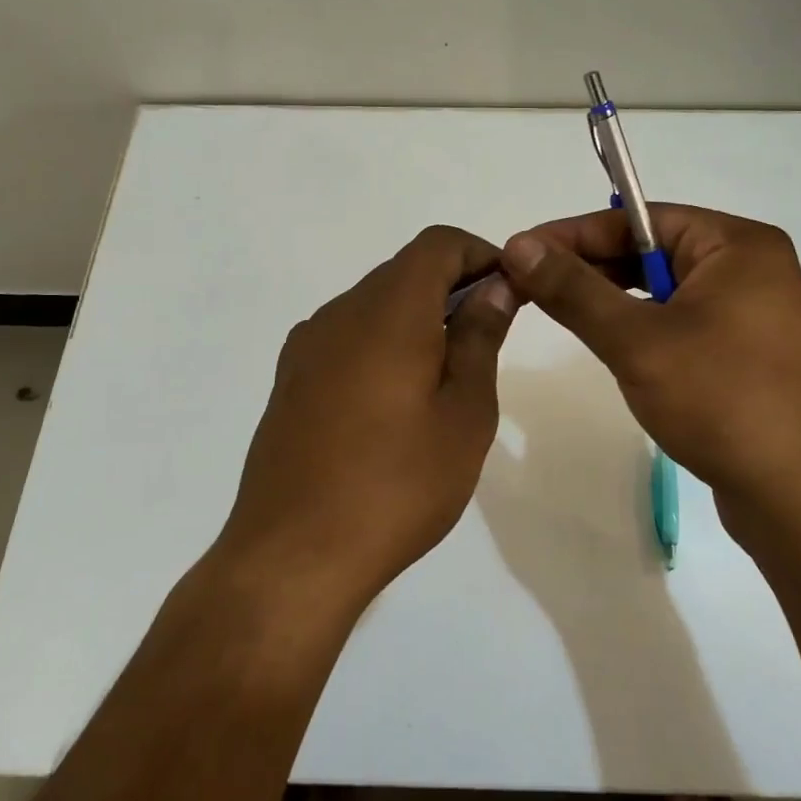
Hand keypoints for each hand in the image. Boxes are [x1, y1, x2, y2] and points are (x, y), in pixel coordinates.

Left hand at [219, 226, 516, 610]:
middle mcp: (339, 313)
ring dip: (417, 317)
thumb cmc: (397, 484)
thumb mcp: (464, 413)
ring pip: (374, 304)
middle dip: (453, 286)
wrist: (293, 556)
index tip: (510, 291)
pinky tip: (396, 400)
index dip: (480, 254)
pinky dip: (383, 343)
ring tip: (447, 374)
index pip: (438, 244)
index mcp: (387, 310)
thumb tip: (494, 286)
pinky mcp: (290, 380)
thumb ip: (480, 338)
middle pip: (404, 270)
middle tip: (489, 336)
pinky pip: (346, 337)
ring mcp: (306, 347)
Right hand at [500, 205, 800, 549]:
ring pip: (665, 288)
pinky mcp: (747, 350)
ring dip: (614, 298)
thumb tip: (518, 246)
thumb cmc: (719, 399)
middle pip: (653, 249)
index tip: (520, 250)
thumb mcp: (636, 340)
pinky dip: (644, 325)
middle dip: (592, 266)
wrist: (794, 494)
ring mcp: (754, 311)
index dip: (574, 233)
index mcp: (737, 244)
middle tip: (531, 283)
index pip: (641, 219)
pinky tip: (612, 343)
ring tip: (562, 310)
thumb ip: (575, 289)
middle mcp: (751, 267)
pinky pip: (683, 319)